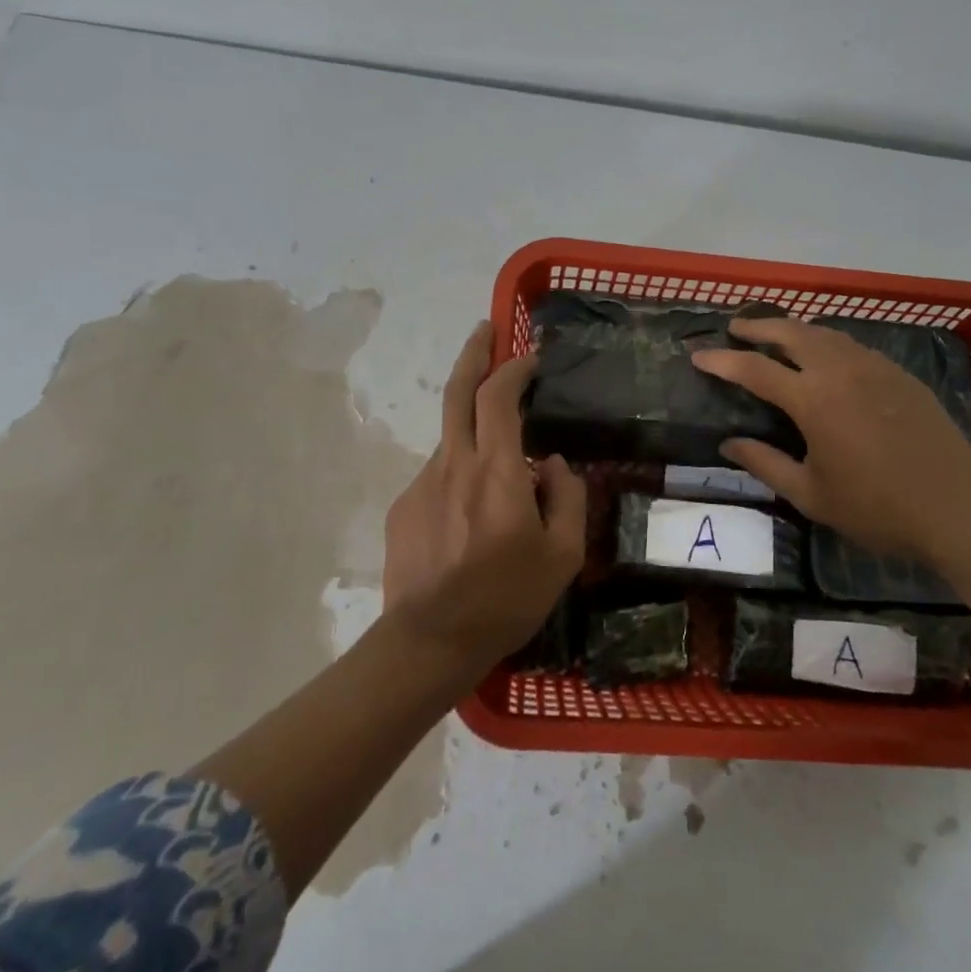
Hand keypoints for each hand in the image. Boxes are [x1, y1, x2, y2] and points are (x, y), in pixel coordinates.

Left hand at [382, 323, 587, 673]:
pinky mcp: (404, 506)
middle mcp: (454, 463)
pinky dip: (461, 475)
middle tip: (485, 329)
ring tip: (501, 474)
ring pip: (453, 438)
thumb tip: (552, 464)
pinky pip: (441, 475)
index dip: (513, 368)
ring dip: (476, 430)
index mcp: (496, 471)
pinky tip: (472, 519)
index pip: (498, 396)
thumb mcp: (562, 555)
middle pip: (457, 391)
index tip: (530, 357)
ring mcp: (422, 483)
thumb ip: (566, 497)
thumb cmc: (506, 599)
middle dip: (472, 353)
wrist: (430, 642)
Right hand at [693, 316, 970, 565]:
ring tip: (775, 334)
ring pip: (825, 333)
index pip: (755, 369)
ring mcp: (875, 367)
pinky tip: (825, 355)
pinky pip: (853, 346)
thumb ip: (765, 464)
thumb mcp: (811, 495)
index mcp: (814, 400)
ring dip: (794, 328)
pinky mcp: (900, 374)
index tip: (698, 354)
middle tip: (736, 327)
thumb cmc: (877, 509)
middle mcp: (841, 371)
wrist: (957, 508)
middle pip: (792, 332)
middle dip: (758, 325)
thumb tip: (727, 444)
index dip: (723, 360)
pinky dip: (826, 341)